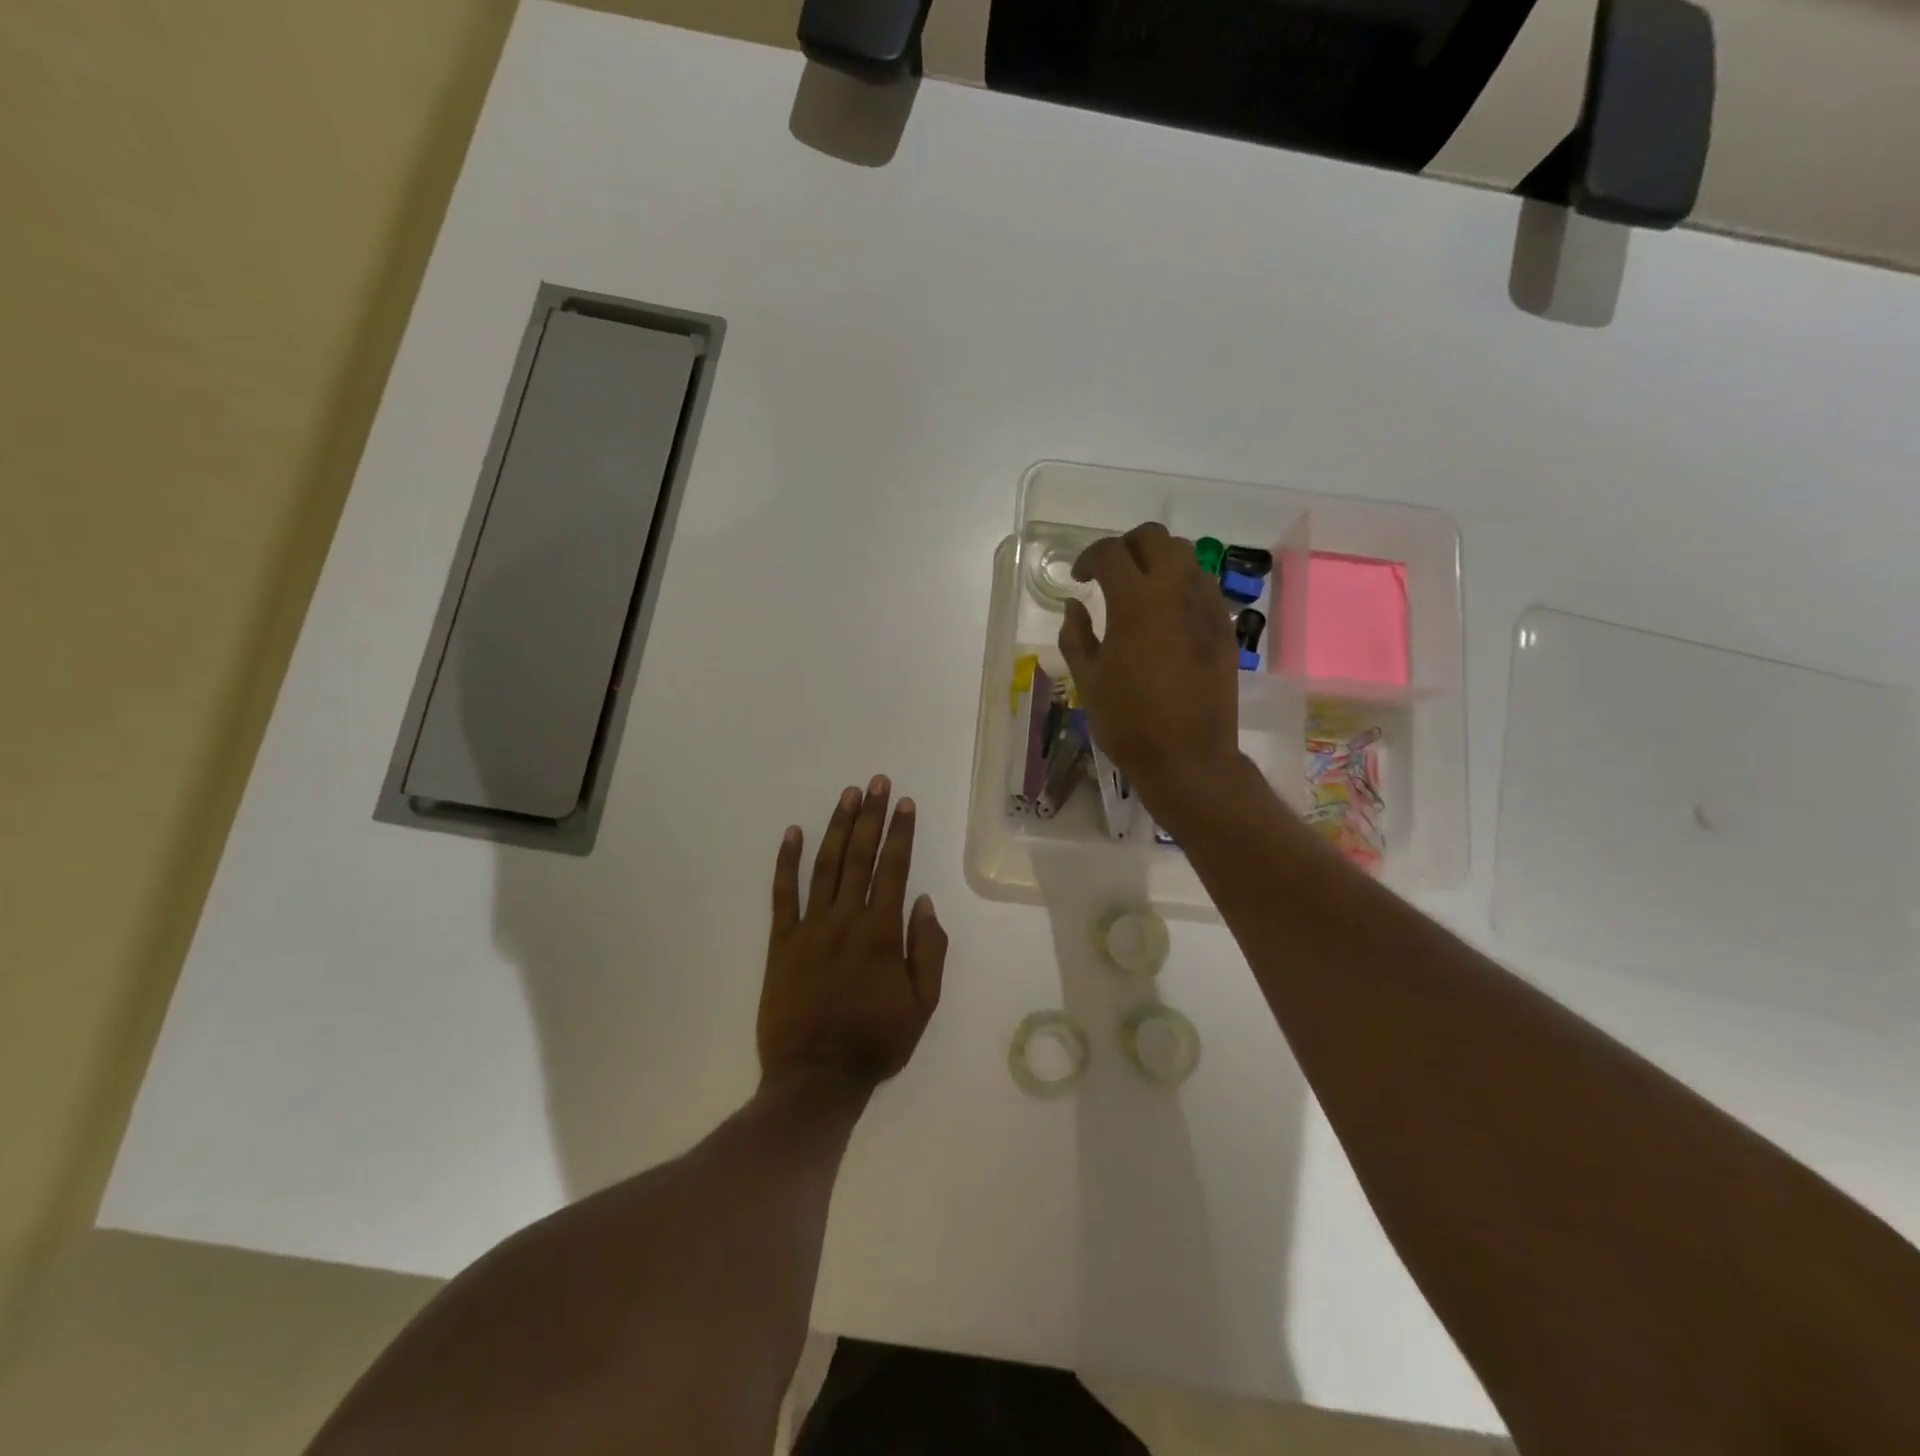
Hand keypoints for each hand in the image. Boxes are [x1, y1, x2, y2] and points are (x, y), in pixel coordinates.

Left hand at [759, 776, 947, 1095]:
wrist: (816, 1077)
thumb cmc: (876, 1041)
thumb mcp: (922, 1004)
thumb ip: (928, 950)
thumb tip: (924, 902)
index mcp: (882, 933)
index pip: (894, 869)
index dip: (900, 833)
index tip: (905, 803)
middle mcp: (846, 919)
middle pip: (860, 856)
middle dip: (871, 816)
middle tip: (877, 783)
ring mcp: (809, 928)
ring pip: (825, 865)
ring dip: (837, 827)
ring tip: (848, 796)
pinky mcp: (781, 942)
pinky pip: (782, 894)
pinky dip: (786, 862)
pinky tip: (792, 832)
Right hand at [1059, 522, 1240, 803]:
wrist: (1188, 757)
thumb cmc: (1128, 722)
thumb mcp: (1087, 680)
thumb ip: (1076, 635)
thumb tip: (1073, 604)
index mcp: (1135, 603)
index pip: (1110, 553)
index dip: (1089, 558)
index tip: (1079, 578)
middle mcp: (1175, 592)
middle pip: (1154, 537)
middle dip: (1127, 546)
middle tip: (1110, 574)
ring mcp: (1206, 607)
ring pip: (1185, 555)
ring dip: (1158, 560)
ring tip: (1140, 590)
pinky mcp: (1224, 627)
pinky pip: (1204, 585)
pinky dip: (1182, 584)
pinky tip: (1168, 614)